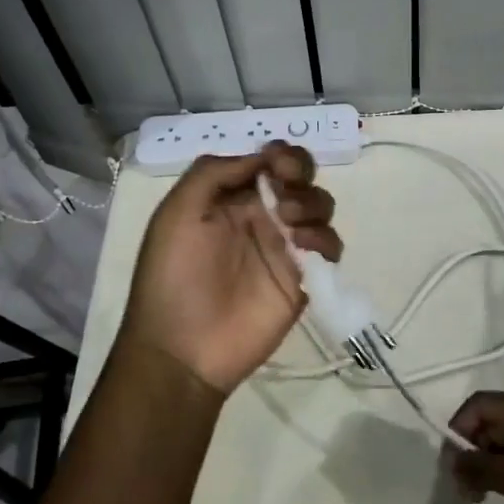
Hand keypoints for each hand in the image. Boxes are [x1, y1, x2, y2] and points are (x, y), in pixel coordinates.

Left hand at [116, 142, 341, 395]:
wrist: (183, 349)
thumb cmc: (173, 276)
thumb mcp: (177, 213)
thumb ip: (214, 173)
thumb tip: (261, 158)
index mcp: (231, 198)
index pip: (268, 161)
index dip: (280, 154)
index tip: (277, 164)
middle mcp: (262, 215)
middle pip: (301, 178)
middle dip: (300, 172)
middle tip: (285, 191)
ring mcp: (285, 247)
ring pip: (319, 207)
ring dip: (312, 203)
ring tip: (289, 222)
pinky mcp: (303, 278)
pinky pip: (330, 247)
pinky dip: (326, 239)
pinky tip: (305, 247)